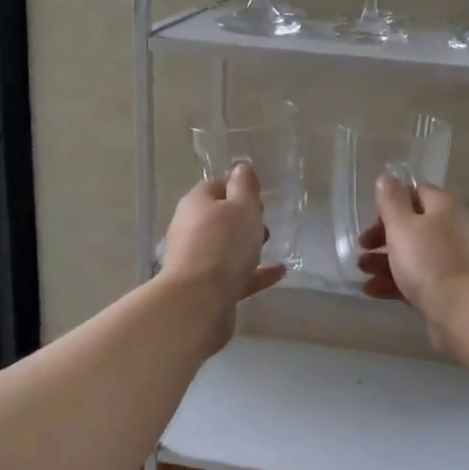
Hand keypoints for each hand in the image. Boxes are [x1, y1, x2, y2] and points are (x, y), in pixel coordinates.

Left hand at [162, 163, 288, 318]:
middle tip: (264, 225)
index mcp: (196, 204)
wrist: (198, 302)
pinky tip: (278, 273)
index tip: (259, 200)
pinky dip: (254, 273)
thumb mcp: (242, 207)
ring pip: (225, 248)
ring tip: (272, 248)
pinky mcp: (206, 288)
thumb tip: (241, 168)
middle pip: (219, 218)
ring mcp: (195, 261)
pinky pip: (234, 275)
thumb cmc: (223, 245)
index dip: (238, 189)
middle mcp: (190, 229)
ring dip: (247, 247)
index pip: (216, 186)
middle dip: (243, 220)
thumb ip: (245, 186)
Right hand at [356, 175, 468, 348]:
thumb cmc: (429, 261)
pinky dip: (394, 282)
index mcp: (442, 207)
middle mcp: (449, 229)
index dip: (391, 202)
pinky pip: (416, 279)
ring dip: (383, 261)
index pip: (415, 191)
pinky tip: (372, 291)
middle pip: (411, 225)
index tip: (371, 218)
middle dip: (382, 236)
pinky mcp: (447, 287)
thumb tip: (388, 177)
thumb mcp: (402, 225)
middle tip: (362, 247)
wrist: (465, 312)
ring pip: (411, 254)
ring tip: (362, 272)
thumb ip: (391, 200)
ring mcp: (450, 260)